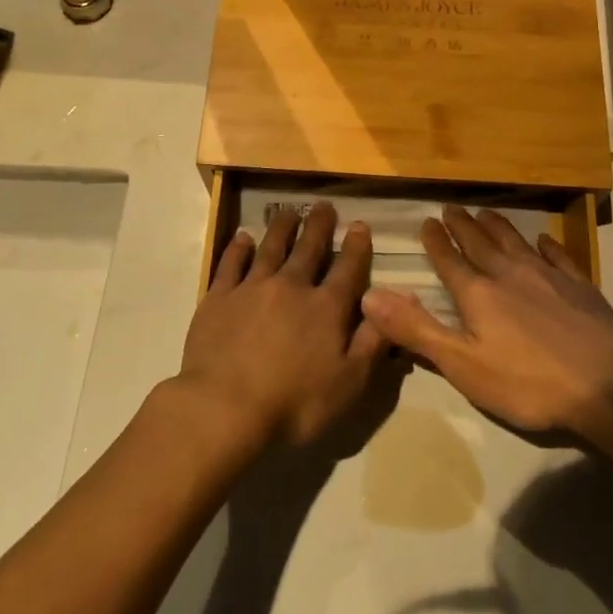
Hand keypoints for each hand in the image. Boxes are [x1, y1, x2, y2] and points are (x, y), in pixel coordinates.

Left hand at [179, 203, 391, 449]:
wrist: (224, 407)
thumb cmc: (294, 403)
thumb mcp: (349, 383)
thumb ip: (373, 341)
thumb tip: (394, 303)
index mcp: (326, 308)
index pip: (348, 269)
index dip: (356, 246)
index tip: (359, 225)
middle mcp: (291, 287)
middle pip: (309, 249)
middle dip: (319, 226)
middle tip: (324, 206)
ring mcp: (252, 288)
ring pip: (271, 248)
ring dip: (282, 228)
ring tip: (289, 212)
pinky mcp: (219, 297)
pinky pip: (231, 263)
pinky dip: (238, 247)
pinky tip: (243, 237)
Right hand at [359, 205, 612, 437]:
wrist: (608, 384)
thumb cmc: (528, 383)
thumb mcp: (464, 365)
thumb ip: (417, 330)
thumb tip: (370, 296)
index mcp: (479, 295)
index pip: (450, 261)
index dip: (436, 242)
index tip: (427, 221)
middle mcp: (510, 275)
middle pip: (481, 244)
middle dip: (463, 226)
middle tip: (451, 208)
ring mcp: (548, 277)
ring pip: (516, 242)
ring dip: (499, 226)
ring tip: (486, 212)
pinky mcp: (580, 287)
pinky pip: (559, 256)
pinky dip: (548, 245)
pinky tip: (545, 239)